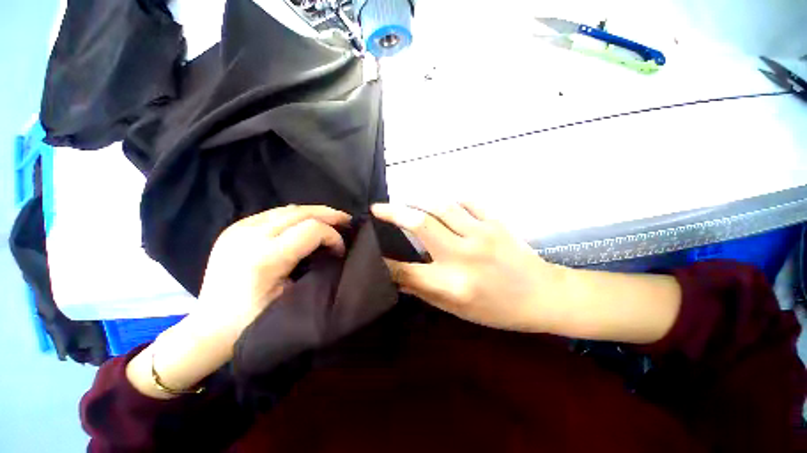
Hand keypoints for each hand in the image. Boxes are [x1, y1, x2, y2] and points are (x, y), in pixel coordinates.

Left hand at [128, 205, 350, 398]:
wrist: (209, 328)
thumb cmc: (253, 321)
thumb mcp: (291, 297)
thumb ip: (314, 267)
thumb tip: (331, 249)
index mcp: (265, 257)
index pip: (312, 229)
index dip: (333, 236)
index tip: (340, 250)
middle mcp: (249, 235)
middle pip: (301, 212)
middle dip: (329, 215)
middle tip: (346, 221)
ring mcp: (238, 228)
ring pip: (288, 209)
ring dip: (314, 213)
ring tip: (330, 219)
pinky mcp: (234, 228)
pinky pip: (273, 213)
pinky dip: (296, 215)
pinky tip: (305, 223)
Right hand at [372, 202, 568, 332]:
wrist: (544, 295)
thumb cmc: (498, 310)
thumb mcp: (457, 310)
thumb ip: (425, 291)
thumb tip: (397, 278)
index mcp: (452, 284)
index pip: (406, 270)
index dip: (383, 262)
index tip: (370, 252)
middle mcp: (463, 256)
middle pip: (421, 225)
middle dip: (394, 213)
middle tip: (378, 208)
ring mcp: (482, 234)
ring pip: (441, 207)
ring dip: (418, 201)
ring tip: (406, 202)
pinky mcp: (496, 222)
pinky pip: (467, 202)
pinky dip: (450, 201)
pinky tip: (442, 205)